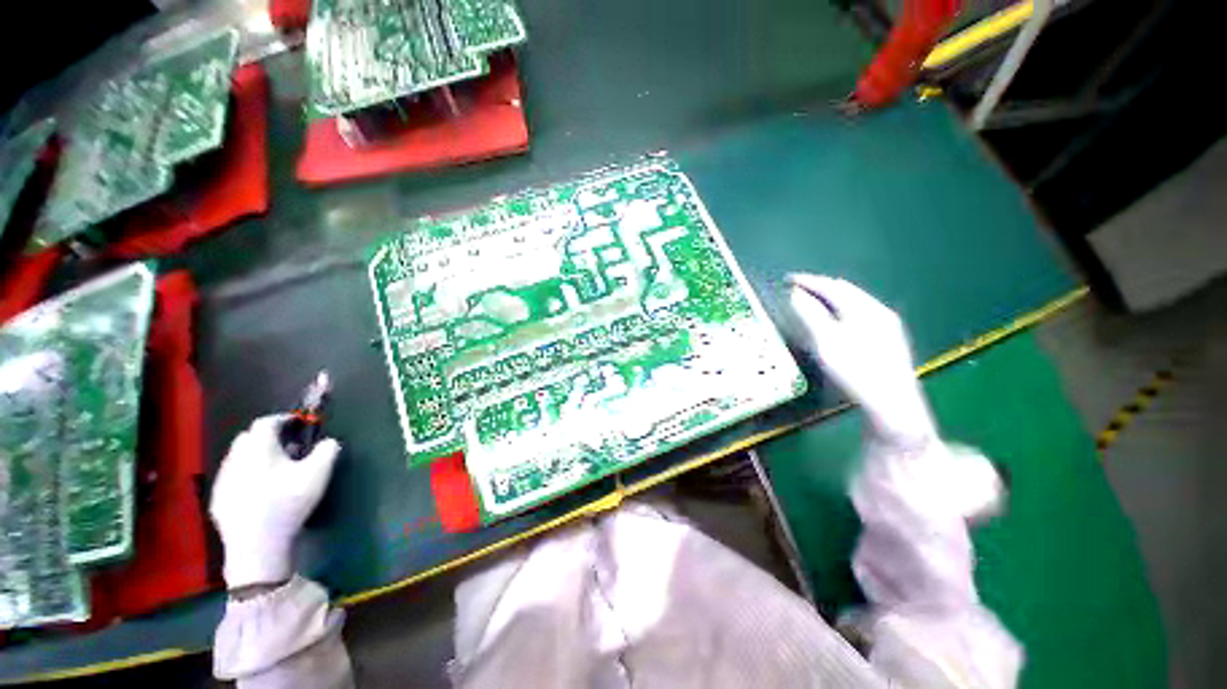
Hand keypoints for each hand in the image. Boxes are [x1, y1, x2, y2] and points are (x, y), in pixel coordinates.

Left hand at [210, 415, 340, 588]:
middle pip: (248, 438)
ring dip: (255, 457)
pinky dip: (246, 476)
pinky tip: (259, 491)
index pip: (266, 422)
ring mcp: (223, 480)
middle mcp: (235, 458)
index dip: (284, 419)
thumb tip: (328, 441)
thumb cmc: (288, 502)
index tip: (299, 423)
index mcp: (258, 448)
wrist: (257, 544)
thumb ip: (327, 450)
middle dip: (267, 437)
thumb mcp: (318, 473)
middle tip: (289, 447)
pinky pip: (232, 478)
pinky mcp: (218, 500)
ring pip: (238, 458)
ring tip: (276, 470)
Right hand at [787, 274, 936, 447]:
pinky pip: (859, 314)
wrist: (893, 404)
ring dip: (831, 298)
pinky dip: (841, 310)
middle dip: (820, 287)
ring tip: (811, 300)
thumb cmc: (855, 370)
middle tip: (797, 288)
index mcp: (865, 309)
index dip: (809, 281)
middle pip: (846, 291)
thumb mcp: (826, 342)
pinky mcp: (887, 340)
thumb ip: (810, 315)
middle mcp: (879, 311)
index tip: (788, 280)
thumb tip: (795, 294)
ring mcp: (886, 326)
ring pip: (854, 302)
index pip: (832, 287)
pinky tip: (835, 320)